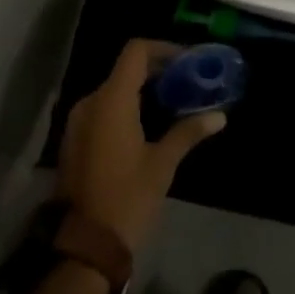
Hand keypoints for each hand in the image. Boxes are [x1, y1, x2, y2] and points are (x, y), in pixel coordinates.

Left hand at [57, 39, 225, 252]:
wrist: (83, 245)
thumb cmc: (127, 198)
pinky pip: (102, 109)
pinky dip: (125, 107)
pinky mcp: (74, 139)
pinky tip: (147, 124)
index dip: (163, 49)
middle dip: (157, 71)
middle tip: (187, 82)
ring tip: (172, 103)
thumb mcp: (162, 164)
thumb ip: (188, 132)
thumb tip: (219, 116)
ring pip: (113, 90)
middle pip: (125, 69)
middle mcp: (90, 102)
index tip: (187, 61)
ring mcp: (78, 121)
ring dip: (141, 90)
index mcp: (111, 100)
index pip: (136, 52)